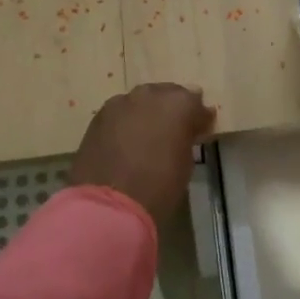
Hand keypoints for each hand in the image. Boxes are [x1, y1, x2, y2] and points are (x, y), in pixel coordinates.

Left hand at [70, 83, 216, 220]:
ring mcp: (120, 103)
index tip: (201, 130)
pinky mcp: (98, 117)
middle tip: (175, 130)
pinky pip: (121, 113)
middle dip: (172, 110)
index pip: (195, 102)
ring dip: (148, 114)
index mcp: (178, 103)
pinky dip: (127, 122)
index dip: (198, 117)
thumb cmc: (159, 186)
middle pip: (166, 94)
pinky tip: (127, 141)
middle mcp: (150, 94)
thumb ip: (187, 136)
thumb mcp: (186, 161)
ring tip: (148, 136)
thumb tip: (188, 127)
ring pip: (141, 102)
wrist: (109, 204)